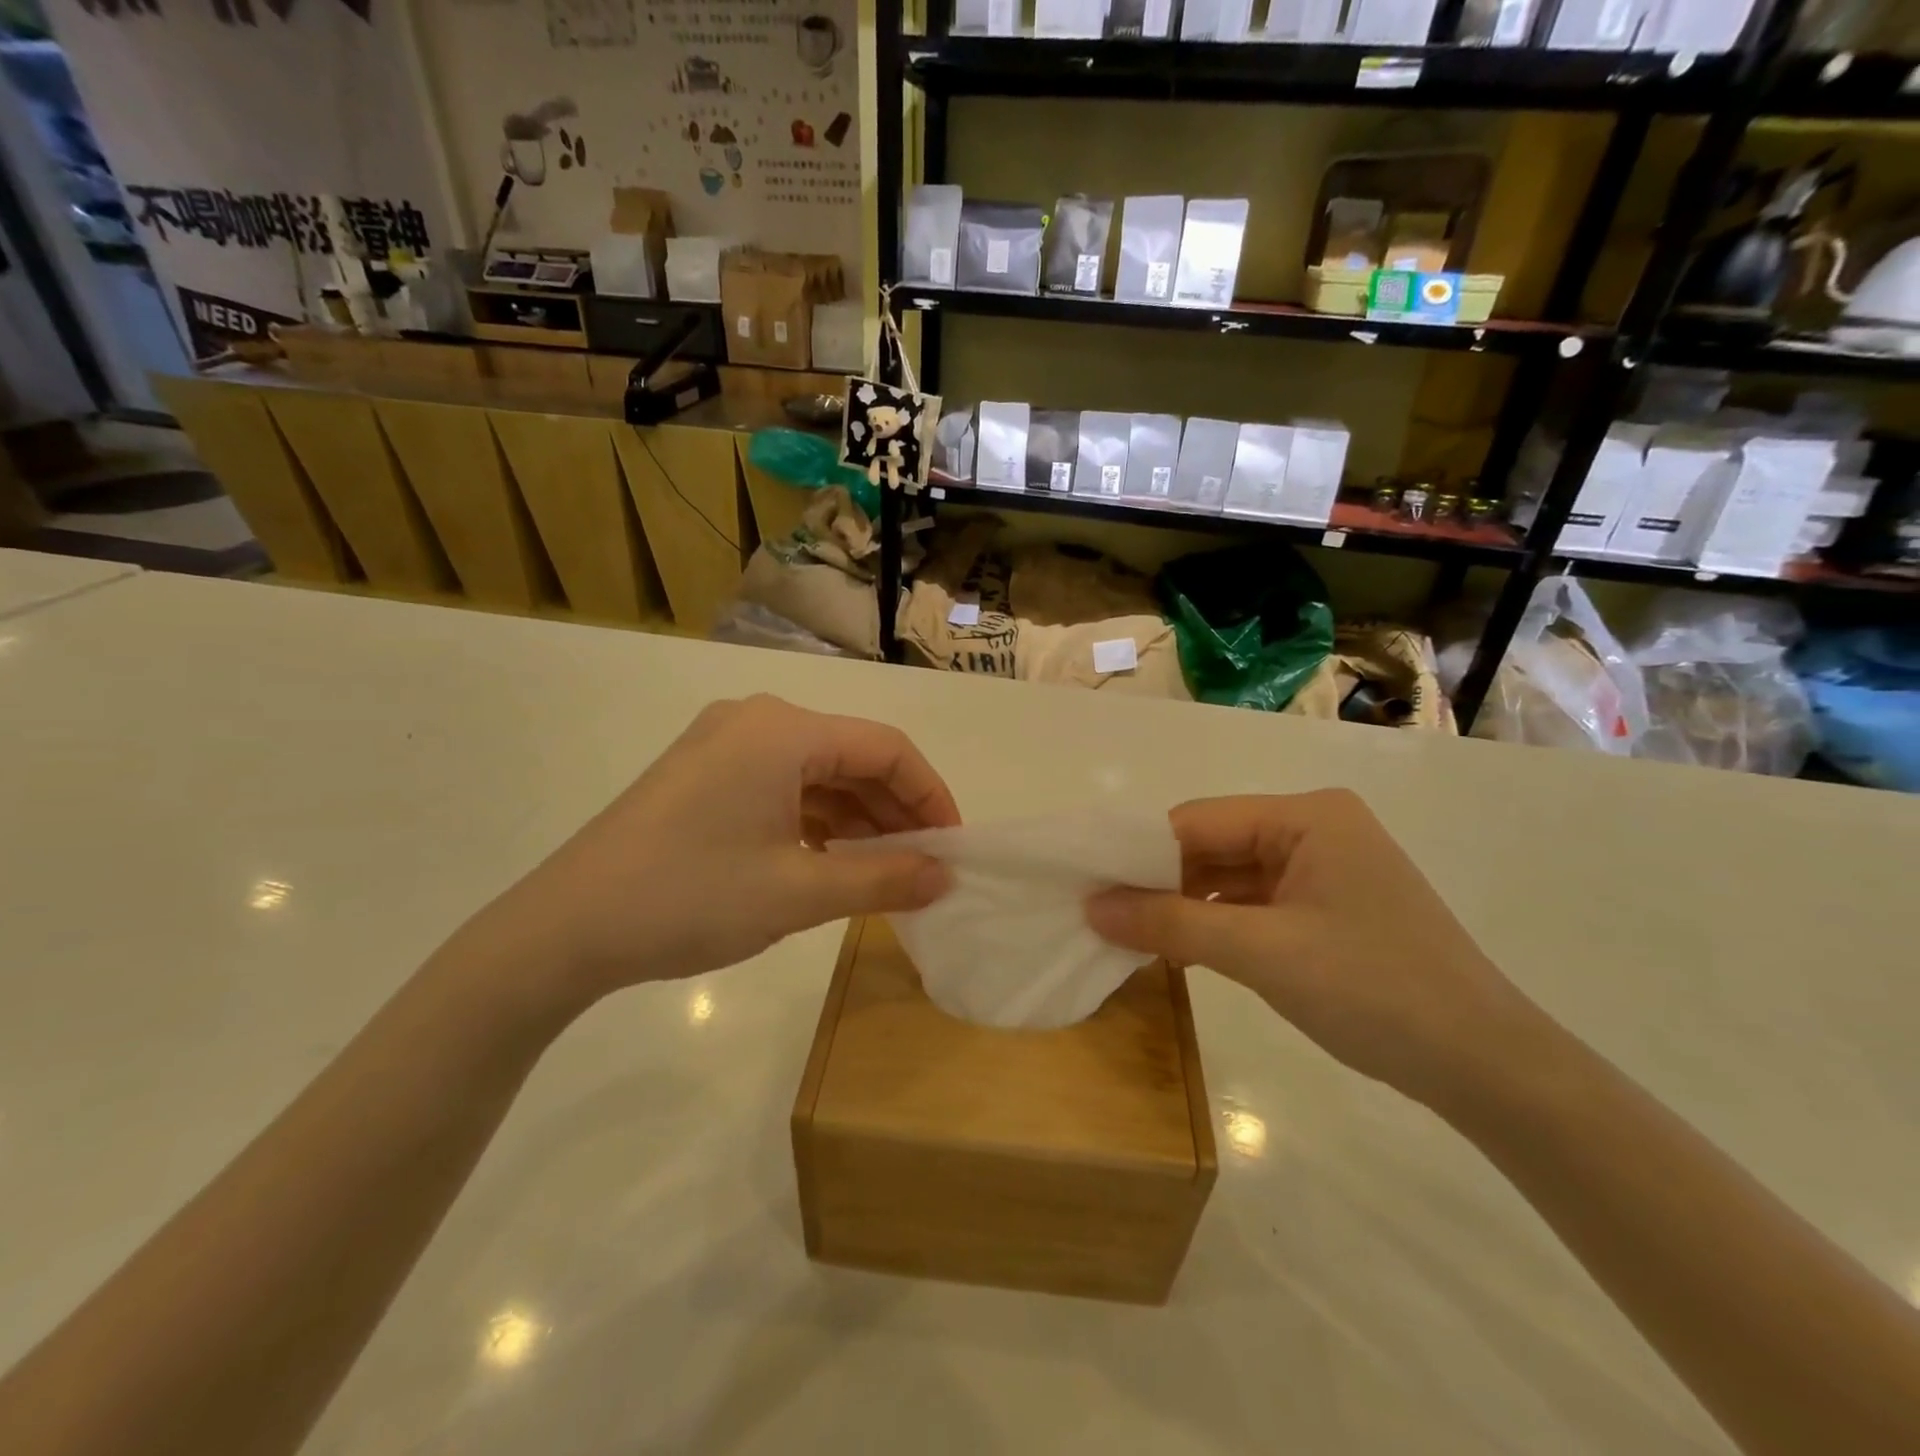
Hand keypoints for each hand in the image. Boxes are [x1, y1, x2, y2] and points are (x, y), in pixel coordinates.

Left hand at [467, 695, 956, 1010]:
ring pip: (817, 773)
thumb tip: (945, 877)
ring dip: (857, 817)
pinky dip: (817, 820)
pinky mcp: (704, 774)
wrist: (565, 929)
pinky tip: (831, 859)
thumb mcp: (799, 892)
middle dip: (895, 810)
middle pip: (851, 756)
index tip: (953, 847)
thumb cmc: (690, 898)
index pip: (885, 748)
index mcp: (783, 730)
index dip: (930, 795)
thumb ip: (883, 878)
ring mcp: (725, 745)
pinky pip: (782, 786)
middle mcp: (757, 721)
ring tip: (885, 869)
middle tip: (924, 865)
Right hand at [1087, 790, 1534, 1110]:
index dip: (1139, 854)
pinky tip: (1184, 950)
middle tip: (1104, 918)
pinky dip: (1218, 924)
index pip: (1197, 821)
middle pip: (1212, 846)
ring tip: (1133, 938)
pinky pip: (1255, 903)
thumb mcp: (1260, 954)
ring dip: (1186, 907)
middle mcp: (1315, 828)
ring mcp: (1324, 868)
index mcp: (1306, 816)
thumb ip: (1171, 924)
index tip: (1089, 887)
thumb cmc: (1373, 990)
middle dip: (1161, 883)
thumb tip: (1092, 907)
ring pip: (1230, 876)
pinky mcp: (1329, 907)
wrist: (1486, 1067)